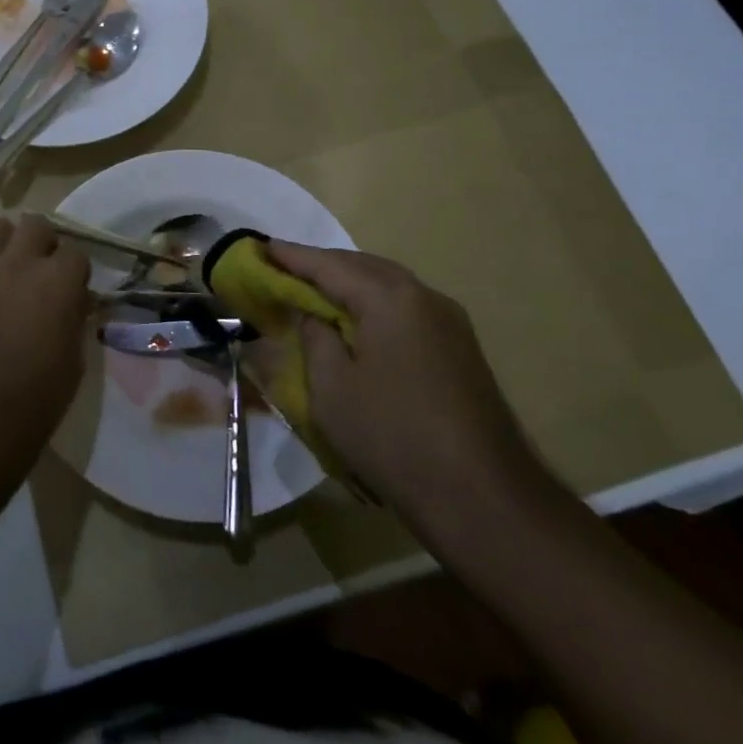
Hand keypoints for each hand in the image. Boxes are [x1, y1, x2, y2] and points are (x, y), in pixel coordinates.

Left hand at [0, 215, 90, 446]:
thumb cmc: (41, 390)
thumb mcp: (75, 352)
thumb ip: (75, 314)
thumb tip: (75, 299)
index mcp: (60, 279)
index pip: (76, 252)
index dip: (76, 270)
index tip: (74, 288)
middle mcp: (22, 262)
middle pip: (35, 224)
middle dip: (42, 241)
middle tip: (42, 267)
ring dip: (6, 242)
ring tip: (9, 266)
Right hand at [267, 243, 540, 530]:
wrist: (481, 496)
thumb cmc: (392, 436)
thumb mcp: (332, 388)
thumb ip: (316, 338)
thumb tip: (315, 316)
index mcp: (389, 298)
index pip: (329, 265)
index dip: (292, 257)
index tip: (261, 247)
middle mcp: (424, 296)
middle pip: (363, 266)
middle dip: (323, 265)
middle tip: (284, 267)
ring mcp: (449, 321)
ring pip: (389, 285)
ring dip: (350, 282)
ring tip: (316, 290)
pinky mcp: (460, 347)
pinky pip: (406, 307)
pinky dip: (374, 303)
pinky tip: (358, 321)